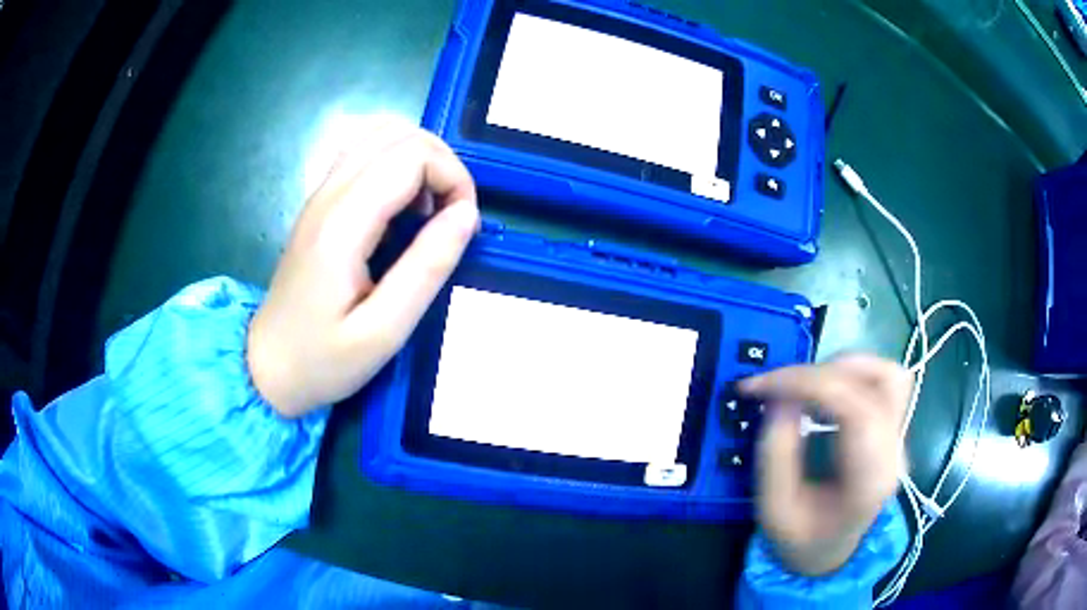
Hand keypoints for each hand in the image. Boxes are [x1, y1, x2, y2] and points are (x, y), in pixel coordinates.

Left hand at [247, 119, 479, 417]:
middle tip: (453, 217)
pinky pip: (365, 156)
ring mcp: (321, 195)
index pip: (412, 156)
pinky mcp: (320, 204)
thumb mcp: (384, 331)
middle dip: (443, 164)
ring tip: (430, 211)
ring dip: (419, 161)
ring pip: (380, 136)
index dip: (454, 178)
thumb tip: (467, 214)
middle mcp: (329, 194)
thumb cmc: (322, 360)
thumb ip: (427, 268)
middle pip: (399, 134)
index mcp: (344, 223)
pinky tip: (402, 210)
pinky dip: (397, 167)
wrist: (266, 368)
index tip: (464, 226)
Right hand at [739, 355, 911, 576]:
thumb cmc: (801, 539)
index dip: (806, 383)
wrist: (831, 554)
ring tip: (804, 387)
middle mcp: (894, 452)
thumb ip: (775, 451)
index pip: (855, 408)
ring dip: (841, 368)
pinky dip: (849, 375)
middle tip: (779, 389)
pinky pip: (880, 382)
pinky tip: (823, 395)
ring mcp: (899, 437)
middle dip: (820, 373)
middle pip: (879, 380)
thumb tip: (780, 395)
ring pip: (887, 373)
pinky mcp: (892, 427)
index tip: (760, 386)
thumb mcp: (774, 508)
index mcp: (869, 480)